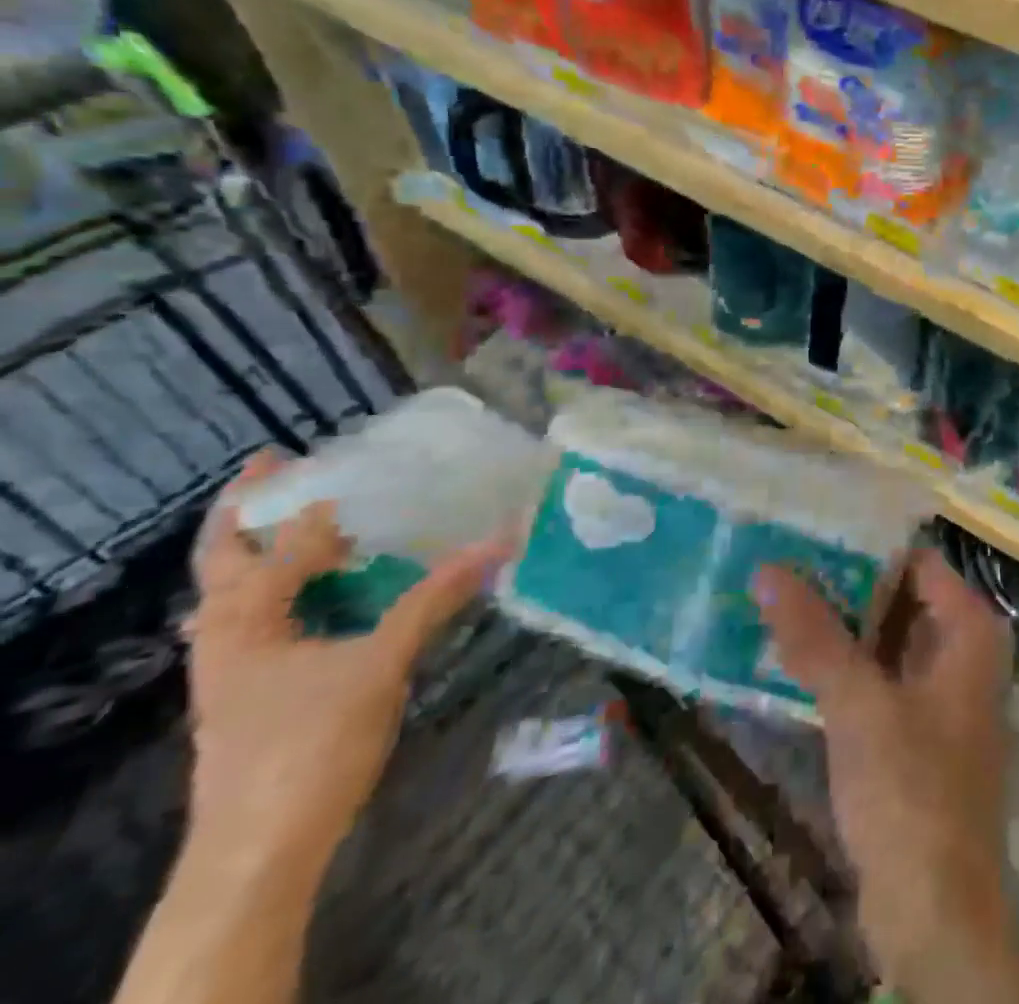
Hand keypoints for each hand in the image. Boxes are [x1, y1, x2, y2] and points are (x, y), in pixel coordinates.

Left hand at [185, 451, 511, 865]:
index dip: (321, 503)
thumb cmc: (310, 745)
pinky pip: (261, 617)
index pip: (284, 543)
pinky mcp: (252, 688)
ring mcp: (232, 665)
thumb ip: (437, 598)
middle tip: (280, 463)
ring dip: (265, 549)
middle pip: (224, 557)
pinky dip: (286, 587)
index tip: (350, 460)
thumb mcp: (382, 664)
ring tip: (312, 517)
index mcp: (244, 620)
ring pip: (237, 590)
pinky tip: (325, 587)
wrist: (260, 851)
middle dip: (248, 509)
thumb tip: (500, 542)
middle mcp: (224, 634)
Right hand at [754, 548, 1018, 1001]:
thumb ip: (815, 635)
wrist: (934, 911)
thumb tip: (769, 568)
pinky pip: (879, 674)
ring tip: (779, 593)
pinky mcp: (917, 727)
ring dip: (841, 623)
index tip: (812, 527)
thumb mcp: (858, 704)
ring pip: (887, 637)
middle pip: (901, 596)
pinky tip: (795, 652)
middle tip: (784, 556)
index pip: (917, 560)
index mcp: (970, 629)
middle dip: (846, 582)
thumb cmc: (910, 790)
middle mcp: (963, 649)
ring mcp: (941, 690)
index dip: (866, 544)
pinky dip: (845, 663)